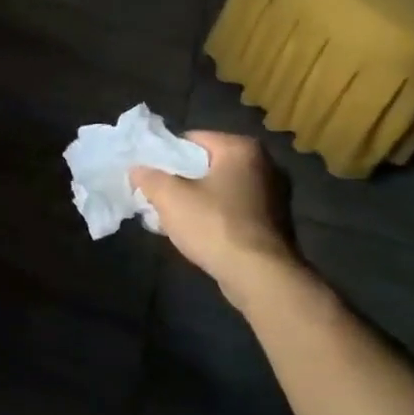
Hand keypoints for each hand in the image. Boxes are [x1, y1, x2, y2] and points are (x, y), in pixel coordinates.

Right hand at [131, 131, 295, 283]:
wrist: (260, 276)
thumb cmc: (214, 226)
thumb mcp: (170, 198)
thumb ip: (149, 178)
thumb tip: (137, 169)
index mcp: (241, 148)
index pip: (192, 139)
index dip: (165, 156)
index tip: (150, 176)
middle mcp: (265, 164)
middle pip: (208, 164)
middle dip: (182, 180)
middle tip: (159, 197)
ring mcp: (275, 194)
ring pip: (222, 188)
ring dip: (199, 199)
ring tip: (175, 218)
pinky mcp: (276, 221)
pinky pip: (236, 209)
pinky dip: (217, 216)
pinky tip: (200, 234)